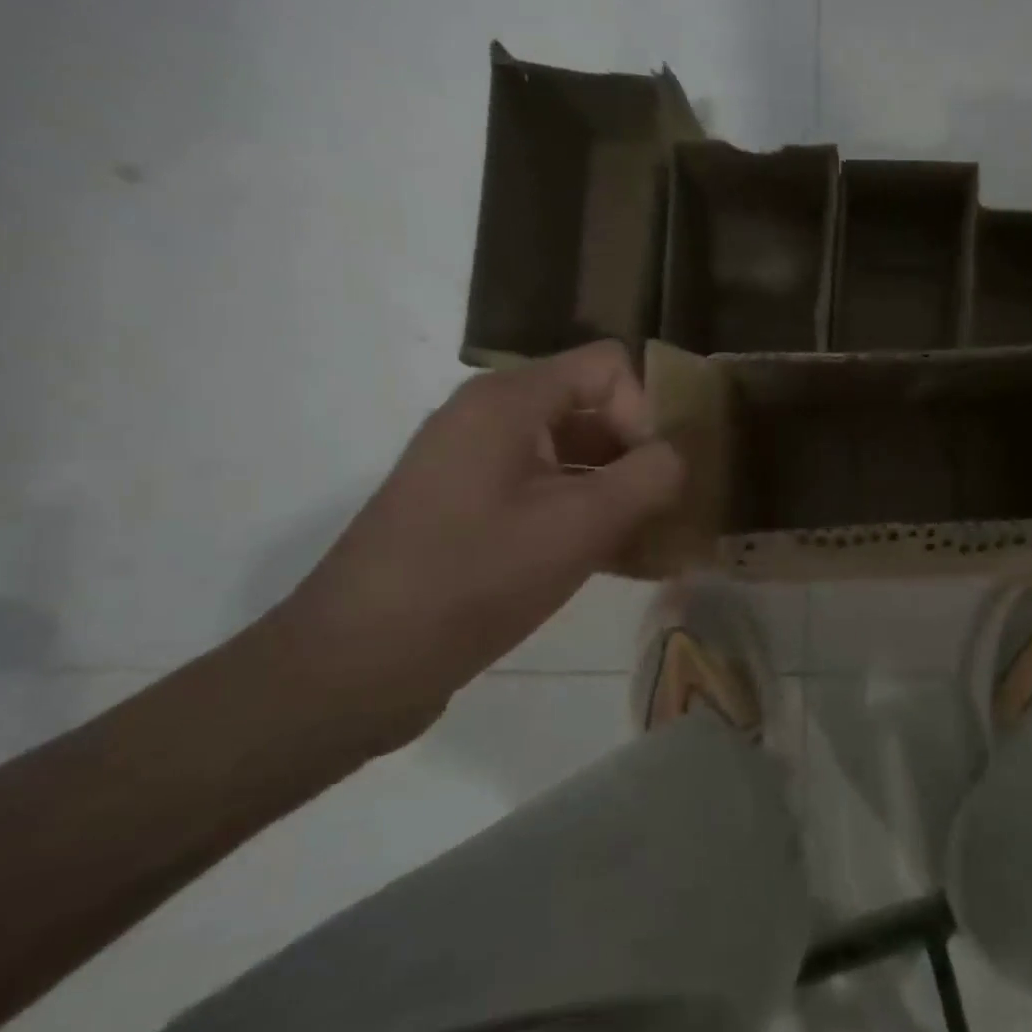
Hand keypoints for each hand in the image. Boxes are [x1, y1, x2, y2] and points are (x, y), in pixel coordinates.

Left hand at [273, 342, 682, 738]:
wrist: (355, 665)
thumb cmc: (473, 579)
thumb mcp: (580, 526)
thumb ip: (648, 478)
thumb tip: (677, 456)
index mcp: (509, 401)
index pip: (608, 366)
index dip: (645, 412)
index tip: (654, 477)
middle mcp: (490, 419)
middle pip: (593, 409)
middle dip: (639, 457)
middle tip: (668, 514)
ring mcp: (476, 467)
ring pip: (573, 457)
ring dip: (619, 494)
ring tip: (653, 546)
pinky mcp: (470, 511)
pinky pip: (546, 493)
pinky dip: (586, 517)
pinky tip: (620, 564)